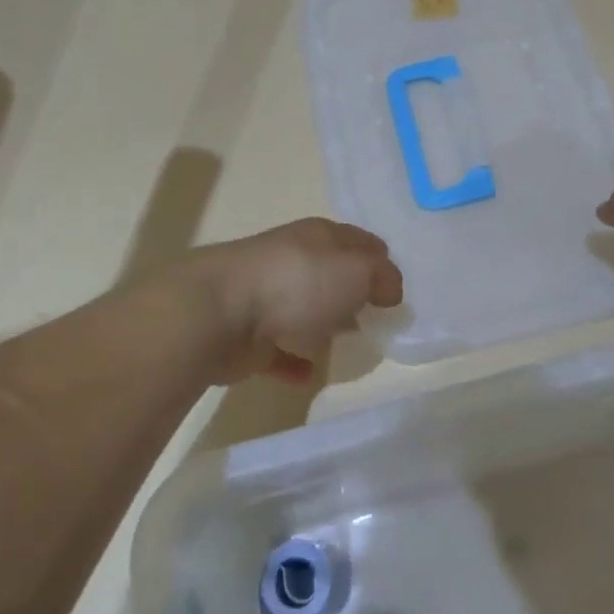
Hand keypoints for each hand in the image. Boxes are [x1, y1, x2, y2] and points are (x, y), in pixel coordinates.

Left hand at [189, 218, 403, 382]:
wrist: (218, 313)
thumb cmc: (297, 282)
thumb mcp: (357, 272)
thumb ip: (381, 278)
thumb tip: (390, 289)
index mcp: (317, 237)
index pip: (355, 239)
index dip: (377, 256)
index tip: (395, 281)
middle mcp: (291, 260)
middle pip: (328, 271)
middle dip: (350, 288)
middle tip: (376, 312)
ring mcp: (265, 297)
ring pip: (302, 307)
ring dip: (321, 321)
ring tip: (347, 340)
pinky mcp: (247, 335)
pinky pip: (278, 350)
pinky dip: (293, 361)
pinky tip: (309, 376)